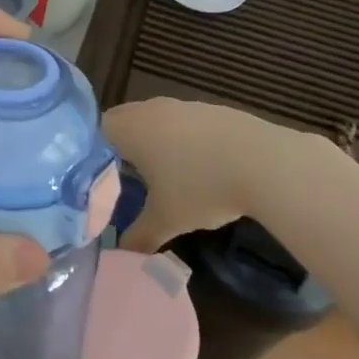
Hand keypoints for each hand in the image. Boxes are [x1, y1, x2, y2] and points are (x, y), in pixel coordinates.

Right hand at [103, 97, 317, 252]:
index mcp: (132, 128)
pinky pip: (185, 122)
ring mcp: (185, 105)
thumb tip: (122, 252)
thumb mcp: (166, 219)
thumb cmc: (201, 187)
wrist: (264, 163)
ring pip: (157, 120)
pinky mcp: (213, 110)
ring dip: (155, 142)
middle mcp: (153, 109)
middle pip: (126, 120)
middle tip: (124, 179)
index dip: (94, 153)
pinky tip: (199, 167)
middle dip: (123, 147)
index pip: (97, 130)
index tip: (98, 178)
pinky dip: (184, 140)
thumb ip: (139, 235)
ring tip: (162, 175)